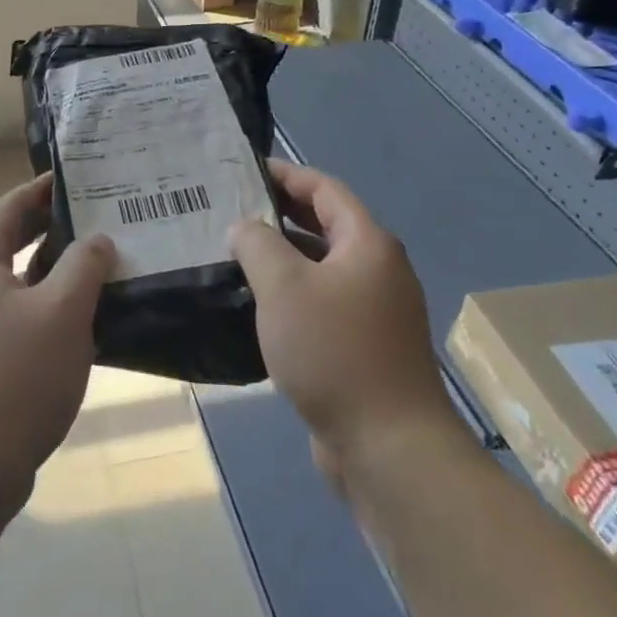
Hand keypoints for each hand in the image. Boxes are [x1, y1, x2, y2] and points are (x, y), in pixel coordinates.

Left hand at [0, 174, 114, 514]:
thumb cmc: (17, 377)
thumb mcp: (62, 312)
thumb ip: (83, 266)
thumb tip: (97, 240)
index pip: (9, 208)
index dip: (41, 189)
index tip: (79, 180)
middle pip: (10, 243)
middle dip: (52, 228)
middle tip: (98, 219)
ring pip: (17, 283)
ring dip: (55, 271)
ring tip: (100, 266)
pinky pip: (18, 317)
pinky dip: (48, 308)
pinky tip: (83, 322)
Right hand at [230, 160, 454, 461]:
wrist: (388, 446)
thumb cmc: (335, 352)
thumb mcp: (284, 287)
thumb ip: (257, 245)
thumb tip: (245, 228)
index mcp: (367, 244)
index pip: (324, 189)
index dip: (285, 174)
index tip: (242, 170)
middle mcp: (377, 270)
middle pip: (325, 225)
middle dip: (278, 214)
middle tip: (228, 210)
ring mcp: (373, 311)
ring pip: (320, 267)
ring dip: (281, 257)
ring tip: (231, 253)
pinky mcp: (363, 346)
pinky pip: (321, 303)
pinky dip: (290, 294)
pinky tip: (254, 305)